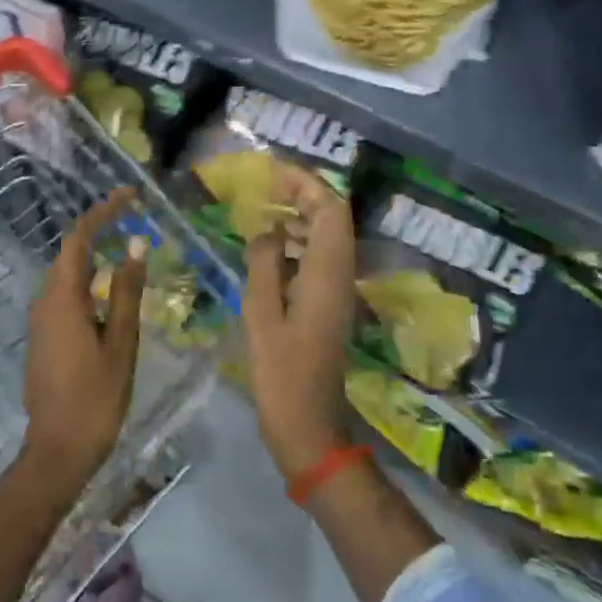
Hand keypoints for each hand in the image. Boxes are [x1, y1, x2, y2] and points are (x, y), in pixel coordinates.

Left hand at [22, 188, 144, 493]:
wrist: (56, 451)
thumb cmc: (95, 397)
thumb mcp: (120, 342)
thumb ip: (127, 291)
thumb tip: (135, 245)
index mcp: (63, 297)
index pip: (80, 237)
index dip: (103, 211)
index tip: (129, 195)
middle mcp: (45, 300)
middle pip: (70, 251)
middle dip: (99, 227)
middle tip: (132, 216)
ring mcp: (40, 319)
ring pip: (66, 272)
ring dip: (93, 254)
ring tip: (125, 246)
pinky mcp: (43, 336)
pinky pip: (64, 293)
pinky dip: (87, 278)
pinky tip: (108, 289)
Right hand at [241, 164, 358, 481]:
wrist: (309, 428)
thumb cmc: (281, 374)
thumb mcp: (261, 315)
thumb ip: (263, 264)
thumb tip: (266, 230)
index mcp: (327, 273)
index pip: (330, 209)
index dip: (306, 183)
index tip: (273, 172)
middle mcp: (340, 275)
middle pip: (333, 218)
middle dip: (304, 194)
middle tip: (266, 188)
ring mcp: (337, 291)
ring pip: (327, 237)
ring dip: (300, 217)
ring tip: (263, 211)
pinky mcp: (329, 305)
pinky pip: (319, 258)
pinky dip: (298, 243)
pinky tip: (268, 250)